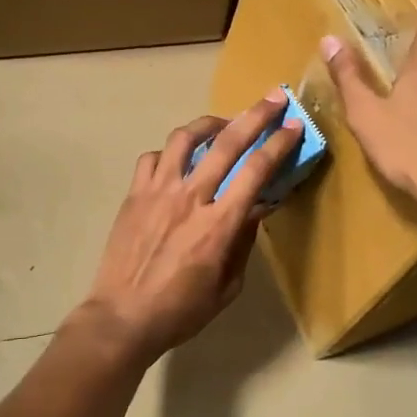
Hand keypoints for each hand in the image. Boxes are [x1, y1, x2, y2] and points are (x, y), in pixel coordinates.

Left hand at [78, 92, 304, 364]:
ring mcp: (158, 191)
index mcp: (219, 224)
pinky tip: (177, 161)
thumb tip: (254, 210)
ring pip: (185, 138)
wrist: (122, 317)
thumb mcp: (227, 286)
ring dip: (209, 123)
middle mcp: (191, 197)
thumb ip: (243, 243)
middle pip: (227, 142)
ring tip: (222, 124)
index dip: (279, 144)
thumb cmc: (181, 311)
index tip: (294, 126)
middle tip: (274, 99)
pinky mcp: (134, 194)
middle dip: (256, 115)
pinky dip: (170, 153)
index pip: (256, 171)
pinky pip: (153, 157)